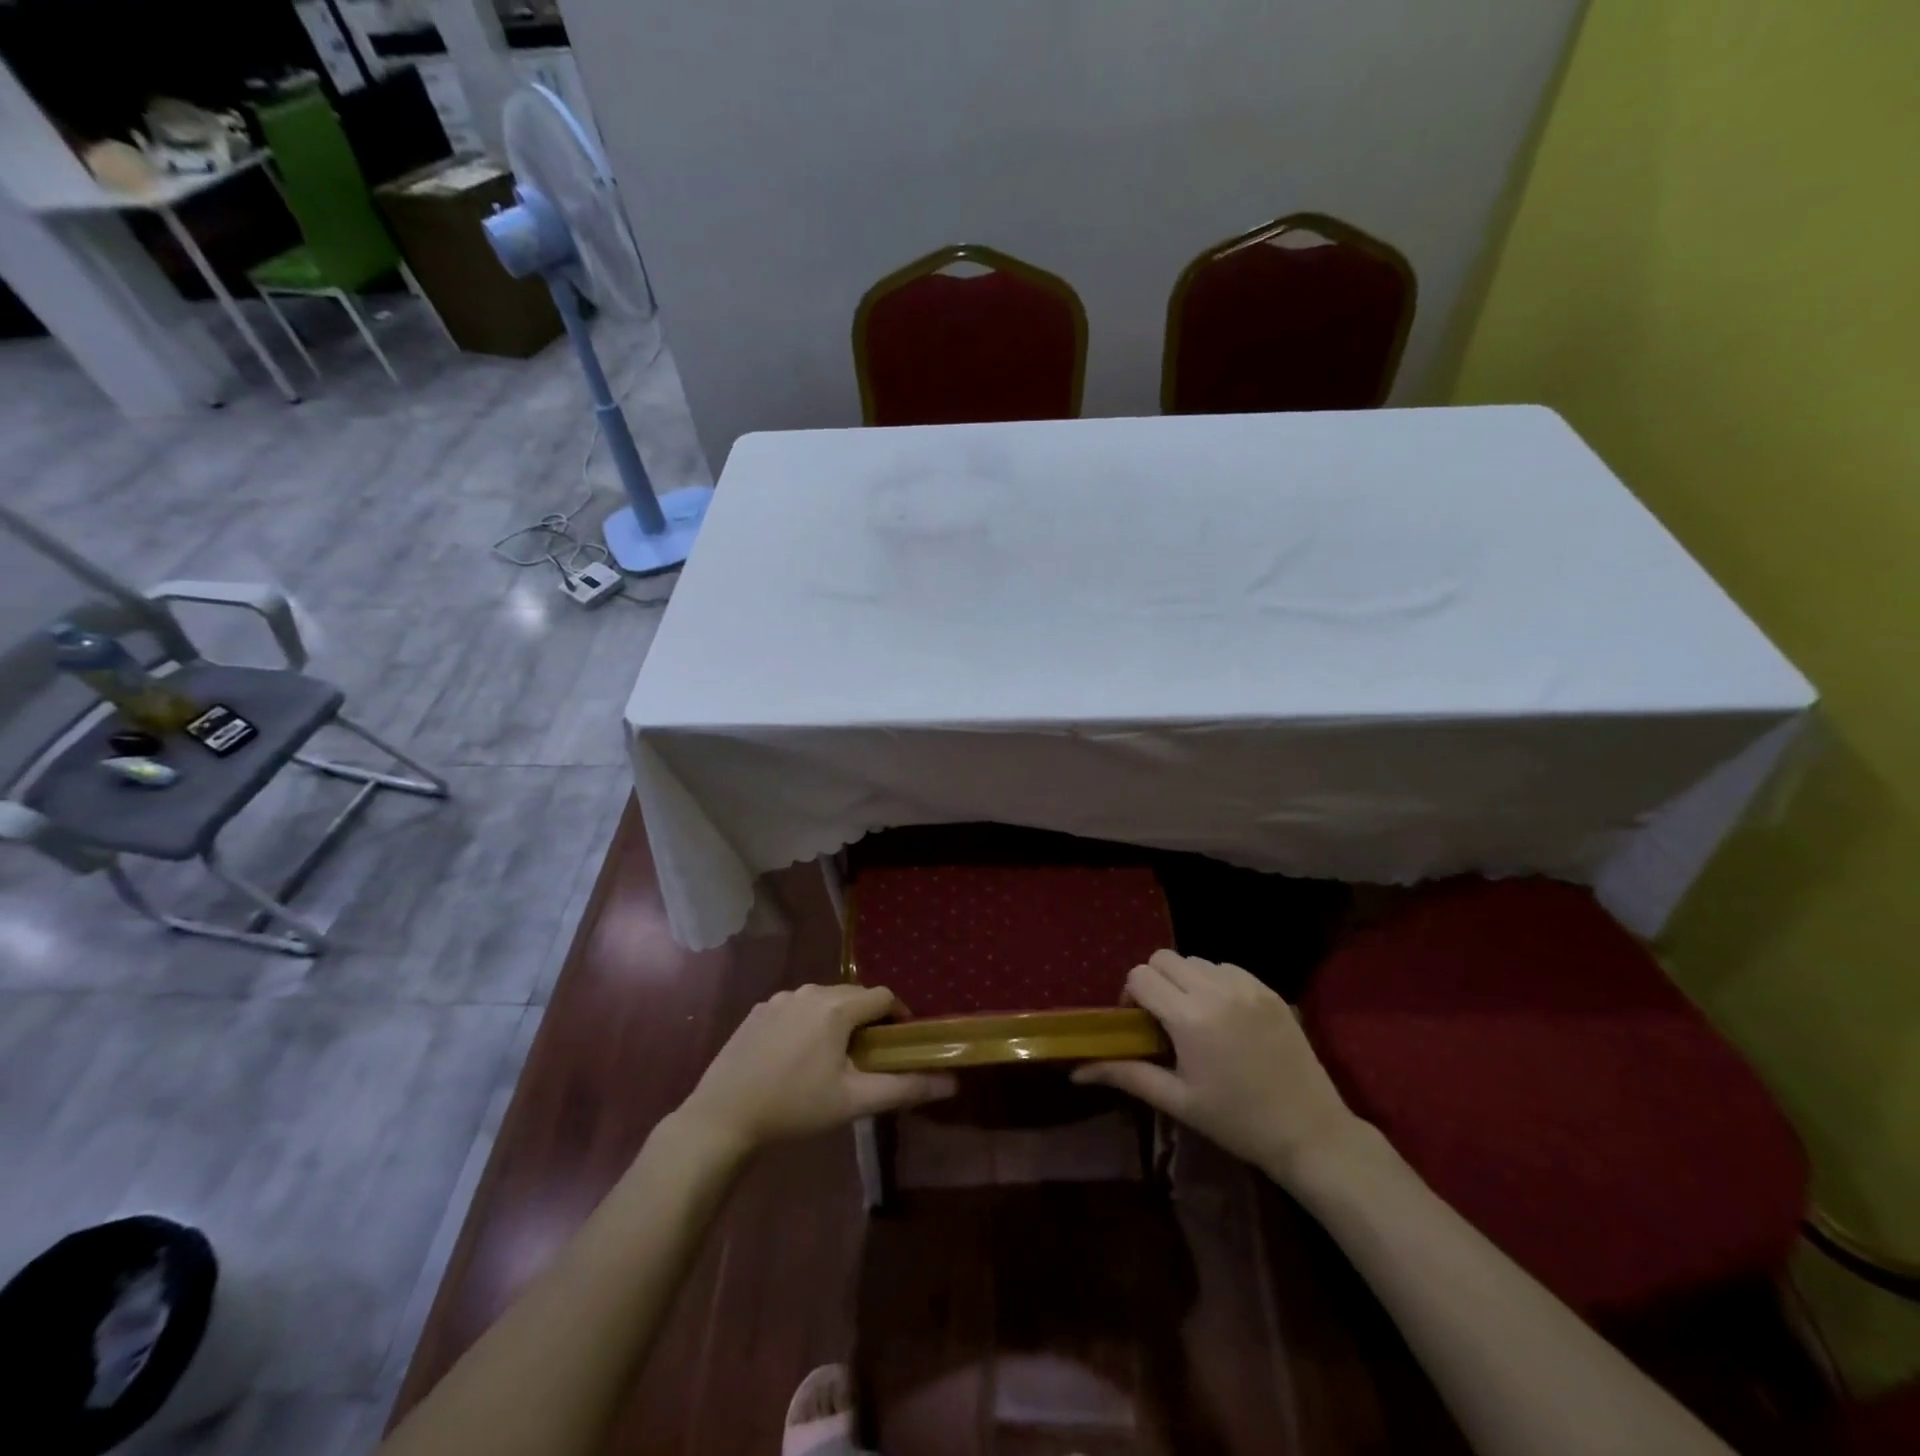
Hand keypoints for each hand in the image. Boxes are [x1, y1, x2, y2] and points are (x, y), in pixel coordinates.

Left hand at [676, 983, 955, 1154]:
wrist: (722, 1117)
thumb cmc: (794, 1108)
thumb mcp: (854, 1101)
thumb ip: (905, 1088)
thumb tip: (952, 1083)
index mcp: (836, 1007)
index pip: (882, 996)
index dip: (898, 1016)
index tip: (901, 1042)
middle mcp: (809, 991)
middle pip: (853, 996)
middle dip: (867, 1019)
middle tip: (870, 1055)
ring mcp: (779, 998)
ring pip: (823, 1000)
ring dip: (837, 1020)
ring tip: (835, 1057)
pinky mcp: (758, 1010)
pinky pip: (795, 1008)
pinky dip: (807, 1023)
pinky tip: (797, 1056)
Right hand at [1072, 951, 1364, 1184]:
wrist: (1310, 1132)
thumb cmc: (1237, 1122)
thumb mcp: (1177, 1100)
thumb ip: (1126, 1075)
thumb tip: (1077, 1070)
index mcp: (1190, 1018)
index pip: (1141, 976)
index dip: (1132, 995)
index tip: (1140, 1024)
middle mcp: (1217, 990)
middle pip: (1164, 958)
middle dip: (1155, 982)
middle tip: (1163, 1018)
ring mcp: (1248, 986)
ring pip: (1196, 961)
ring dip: (1185, 980)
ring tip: (1196, 1018)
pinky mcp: (1269, 990)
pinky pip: (1227, 968)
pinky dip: (1215, 982)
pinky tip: (1224, 1016)